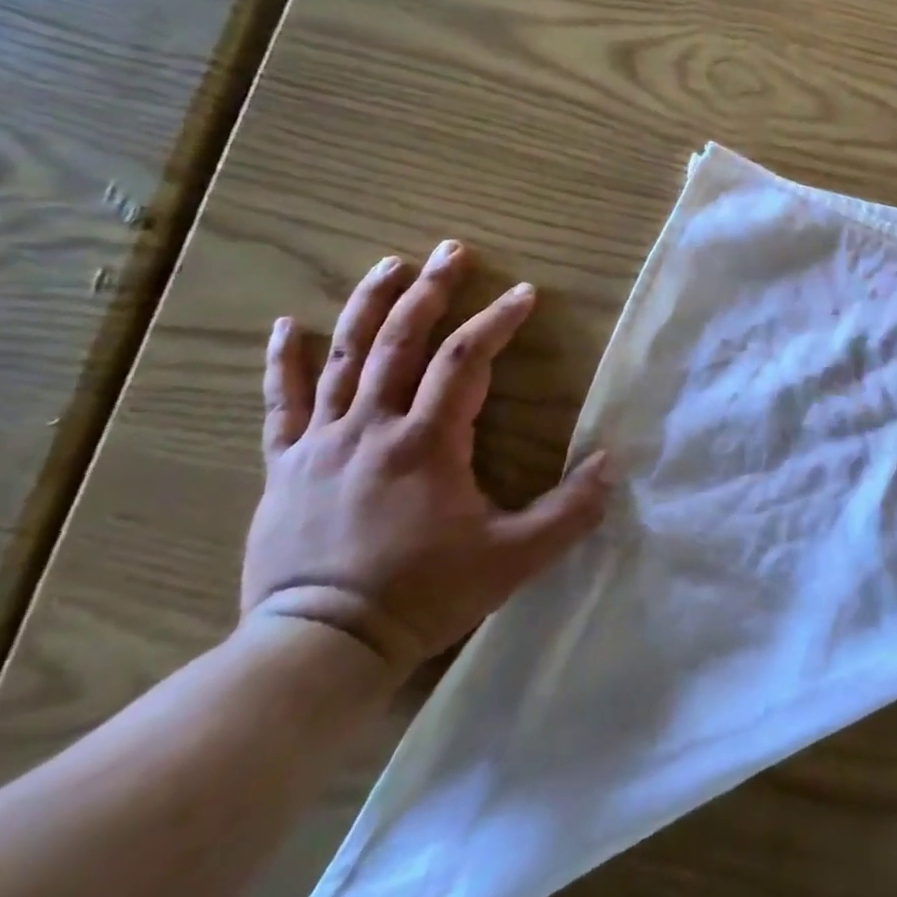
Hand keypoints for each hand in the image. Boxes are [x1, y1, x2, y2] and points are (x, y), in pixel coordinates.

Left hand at [244, 240, 610, 680]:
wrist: (320, 646)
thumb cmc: (424, 595)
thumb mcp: (514, 559)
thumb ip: (569, 511)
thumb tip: (613, 464)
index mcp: (427, 443)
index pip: (466, 360)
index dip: (498, 320)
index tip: (524, 293)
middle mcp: (372, 426)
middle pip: (402, 340)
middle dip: (432, 290)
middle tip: (454, 250)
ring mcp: (323, 442)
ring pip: (345, 356)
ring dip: (369, 304)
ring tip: (390, 264)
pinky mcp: (287, 464)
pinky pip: (283, 403)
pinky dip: (285, 361)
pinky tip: (287, 325)